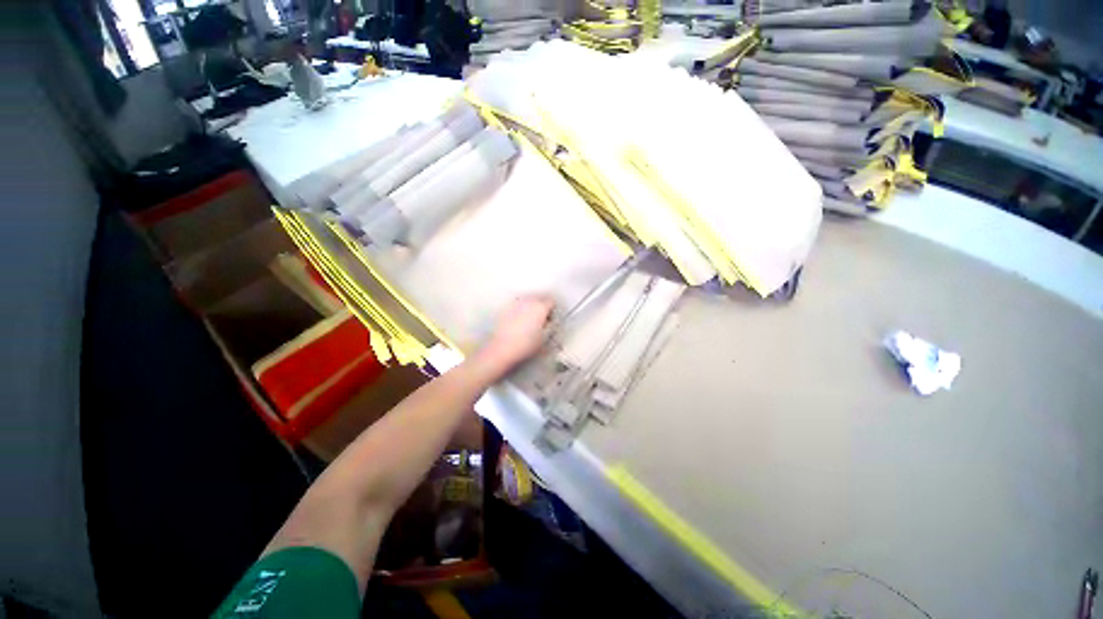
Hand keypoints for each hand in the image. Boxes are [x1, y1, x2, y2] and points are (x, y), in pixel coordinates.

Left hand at [474, 295, 555, 375]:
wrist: (502, 348)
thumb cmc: (526, 344)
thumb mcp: (545, 338)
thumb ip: (551, 326)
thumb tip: (551, 321)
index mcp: (540, 307)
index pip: (551, 302)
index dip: (552, 310)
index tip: (550, 319)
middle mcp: (528, 301)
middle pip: (539, 298)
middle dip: (541, 306)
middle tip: (541, 319)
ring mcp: (515, 303)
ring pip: (527, 300)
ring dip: (530, 306)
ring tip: (529, 319)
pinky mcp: (505, 308)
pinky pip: (517, 304)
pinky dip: (520, 309)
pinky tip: (518, 320)